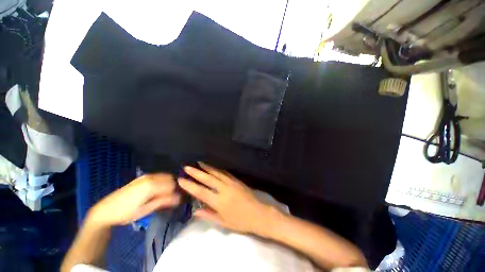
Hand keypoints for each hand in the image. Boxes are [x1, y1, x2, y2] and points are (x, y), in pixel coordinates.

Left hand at [87, 173, 179, 227]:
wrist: (105, 210)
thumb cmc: (125, 213)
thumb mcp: (145, 210)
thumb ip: (163, 201)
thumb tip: (179, 198)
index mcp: (151, 185)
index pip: (172, 185)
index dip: (175, 193)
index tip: (175, 201)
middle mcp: (150, 177)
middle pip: (170, 179)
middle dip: (173, 188)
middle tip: (170, 199)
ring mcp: (146, 176)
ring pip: (165, 177)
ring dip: (167, 185)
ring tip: (163, 196)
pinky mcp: (142, 178)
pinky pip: (158, 177)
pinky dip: (162, 182)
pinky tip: (157, 192)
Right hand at [178, 162, 277, 234]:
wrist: (258, 213)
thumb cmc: (240, 221)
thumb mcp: (223, 222)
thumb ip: (209, 215)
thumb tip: (195, 211)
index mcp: (219, 201)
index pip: (200, 192)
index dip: (190, 185)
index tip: (181, 180)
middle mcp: (223, 189)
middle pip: (207, 179)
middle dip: (196, 172)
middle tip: (187, 167)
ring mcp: (231, 182)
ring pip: (216, 173)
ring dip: (207, 167)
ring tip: (199, 162)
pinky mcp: (236, 180)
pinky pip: (225, 173)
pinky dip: (217, 169)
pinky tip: (213, 167)